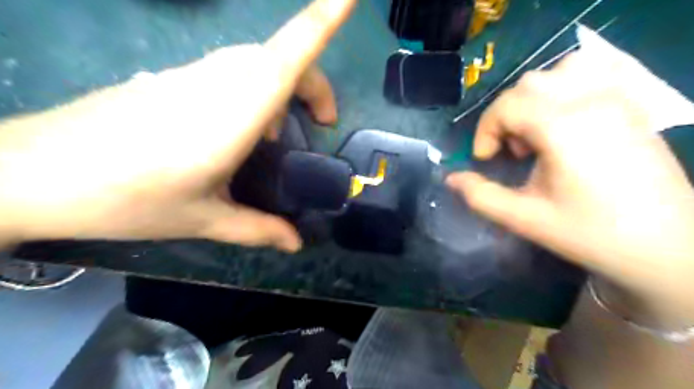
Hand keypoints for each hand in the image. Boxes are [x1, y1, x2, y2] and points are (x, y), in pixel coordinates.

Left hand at [0, 1, 357, 251]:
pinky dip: (254, 94)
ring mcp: (192, 74)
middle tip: (320, 123)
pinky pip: (231, 72)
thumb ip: (258, 229)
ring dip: (283, 90)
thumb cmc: (128, 199)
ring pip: (257, 63)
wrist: (33, 174)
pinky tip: (239, 133)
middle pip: (281, 58)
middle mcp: (217, 81)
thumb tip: (296, 244)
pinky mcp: (174, 77)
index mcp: (233, 113)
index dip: (321, 21)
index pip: (286, 58)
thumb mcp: (204, 220)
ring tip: (275, 139)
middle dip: (313, 85)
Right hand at [445, 48, 693, 317]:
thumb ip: (480, 196)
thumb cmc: (590, 233)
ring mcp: (618, 100)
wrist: (667, 247)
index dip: (486, 131)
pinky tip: (564, 123)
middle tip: (512, 151)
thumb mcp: (524, 218)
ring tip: (537, 133)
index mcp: (564, 128)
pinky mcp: (632, 107)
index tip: (486, 159)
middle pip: (529, 84)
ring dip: (536, 98)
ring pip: (562, 71)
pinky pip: (593, 76)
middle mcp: (592, 102)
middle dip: (507, 116)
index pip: (507, 105)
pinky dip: (566, 90)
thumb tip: (451, 179)